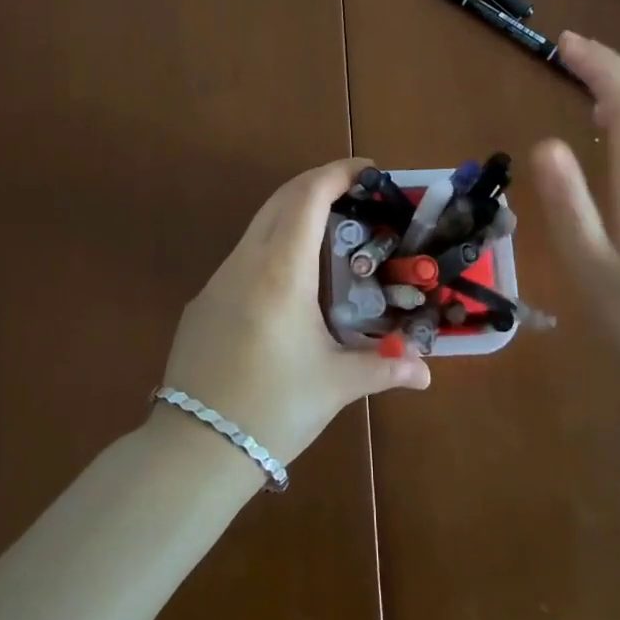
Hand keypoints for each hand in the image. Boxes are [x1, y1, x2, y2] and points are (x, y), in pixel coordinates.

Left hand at [160, 158, 430, 464]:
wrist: (193, 450)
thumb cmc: (273, 408)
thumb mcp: (335, 385)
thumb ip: (384, 369)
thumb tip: (425, 373)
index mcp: (280, 271)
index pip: (307, 197)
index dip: (337, 173)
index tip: (368, 169)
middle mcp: (245, 262)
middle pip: (280, 199)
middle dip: (318, 184)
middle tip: (357, 195)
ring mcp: (218, 280)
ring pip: (258, 225)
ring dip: (294, 214)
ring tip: (332, 235)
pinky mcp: (203, 302)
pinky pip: (243, 255)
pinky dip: (273, 245)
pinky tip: (293, 282)